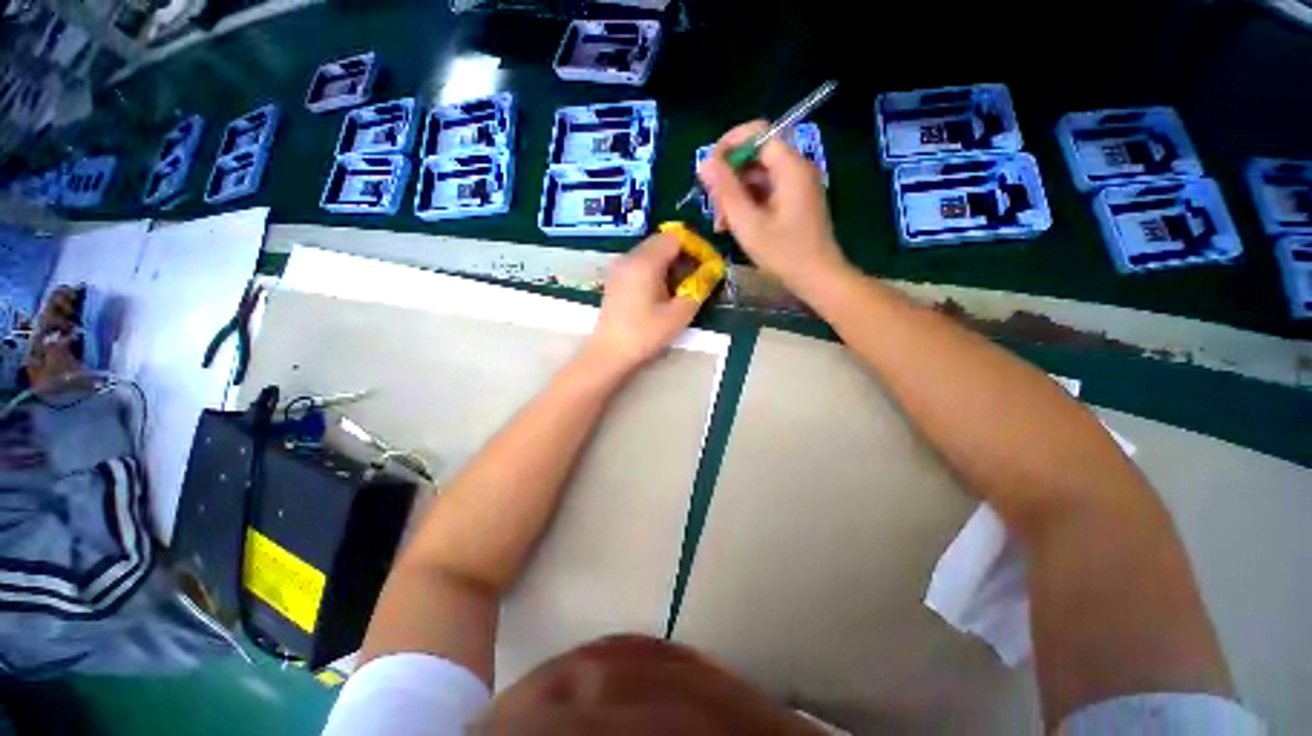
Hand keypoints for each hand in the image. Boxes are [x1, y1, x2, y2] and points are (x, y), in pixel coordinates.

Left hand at [585, 233, 701, 373]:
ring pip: (650, 252)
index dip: (695, 246)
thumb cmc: (645, 335)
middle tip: (697, 276)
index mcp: (645, 262)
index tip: (707, 264)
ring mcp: (619, 267)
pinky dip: (655, 269)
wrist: (609, 353)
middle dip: (683, 254)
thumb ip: (699, 288)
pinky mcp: (615, 278)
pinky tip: (661, 291)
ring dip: (669, 263)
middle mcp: (629, 257)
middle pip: (661, 242)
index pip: (675, 238)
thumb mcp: (679, 314)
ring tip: (681, 286)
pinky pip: (640, 263)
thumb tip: (712, 270)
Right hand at [698, 121, 851, 302]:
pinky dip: (747, 205)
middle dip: (729, 178)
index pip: (758, 133)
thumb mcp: (748, 223)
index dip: (729, 144)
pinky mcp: (793, 203)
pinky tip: (733, 227)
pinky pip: (765, 193)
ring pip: (757, 177)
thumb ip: (725, 191)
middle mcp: (795, 170)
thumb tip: (703, 162)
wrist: (818, 279)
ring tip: (721, 225)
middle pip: (755, 156)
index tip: (709, 169)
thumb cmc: (784, 253)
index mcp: (790, 167)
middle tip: (715, 208)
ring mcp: (795, 187)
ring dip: (734, 196)